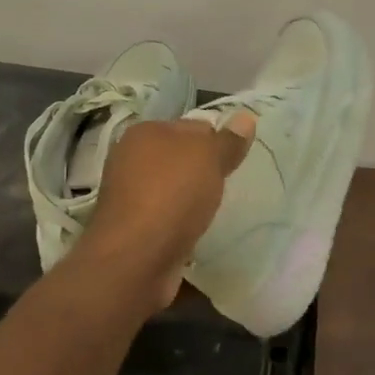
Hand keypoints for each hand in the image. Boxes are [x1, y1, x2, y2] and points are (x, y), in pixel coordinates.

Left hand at [73, 112, 255, 309]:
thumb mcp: (209, 158)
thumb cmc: (172, 195)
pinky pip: (166, 215)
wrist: (135, 258)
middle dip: (204, 171)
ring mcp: (128, 194)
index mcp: (145, 132)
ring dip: (192, 198)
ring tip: (214, 211)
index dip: (217, 141)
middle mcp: (131, 158)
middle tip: (228, 186)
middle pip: (181, 158)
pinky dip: (180, 221)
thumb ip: (228, 140)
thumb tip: (246, 117)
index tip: (234, 162)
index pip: (193, 126)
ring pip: (173, 187)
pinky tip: (195, 231)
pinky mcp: (132, 226)